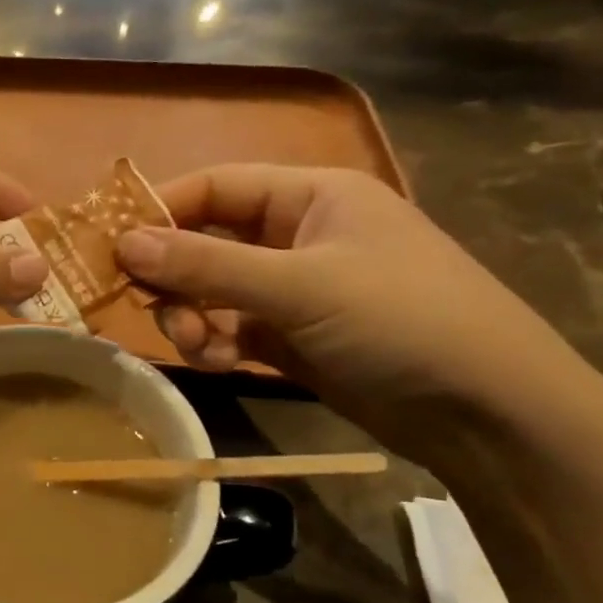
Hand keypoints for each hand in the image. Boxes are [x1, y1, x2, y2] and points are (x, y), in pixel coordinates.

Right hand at [114, 165, 593, 459]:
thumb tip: (122, 243)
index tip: (110, 245)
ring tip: (194, 346)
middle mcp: (300, 234)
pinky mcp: (296, 336)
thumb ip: (206, 265)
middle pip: (208, 240)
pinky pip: (233, 327)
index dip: (160, 210)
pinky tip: (217, 362)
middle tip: (148, 307)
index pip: (215, 186)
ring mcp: (298, 288)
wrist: (492, 416)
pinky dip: (216, 342)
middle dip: (176, 276)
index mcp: (312, 196)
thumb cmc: (402, 322)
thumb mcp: (299, 287)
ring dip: (193, 315)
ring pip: (215, 289)